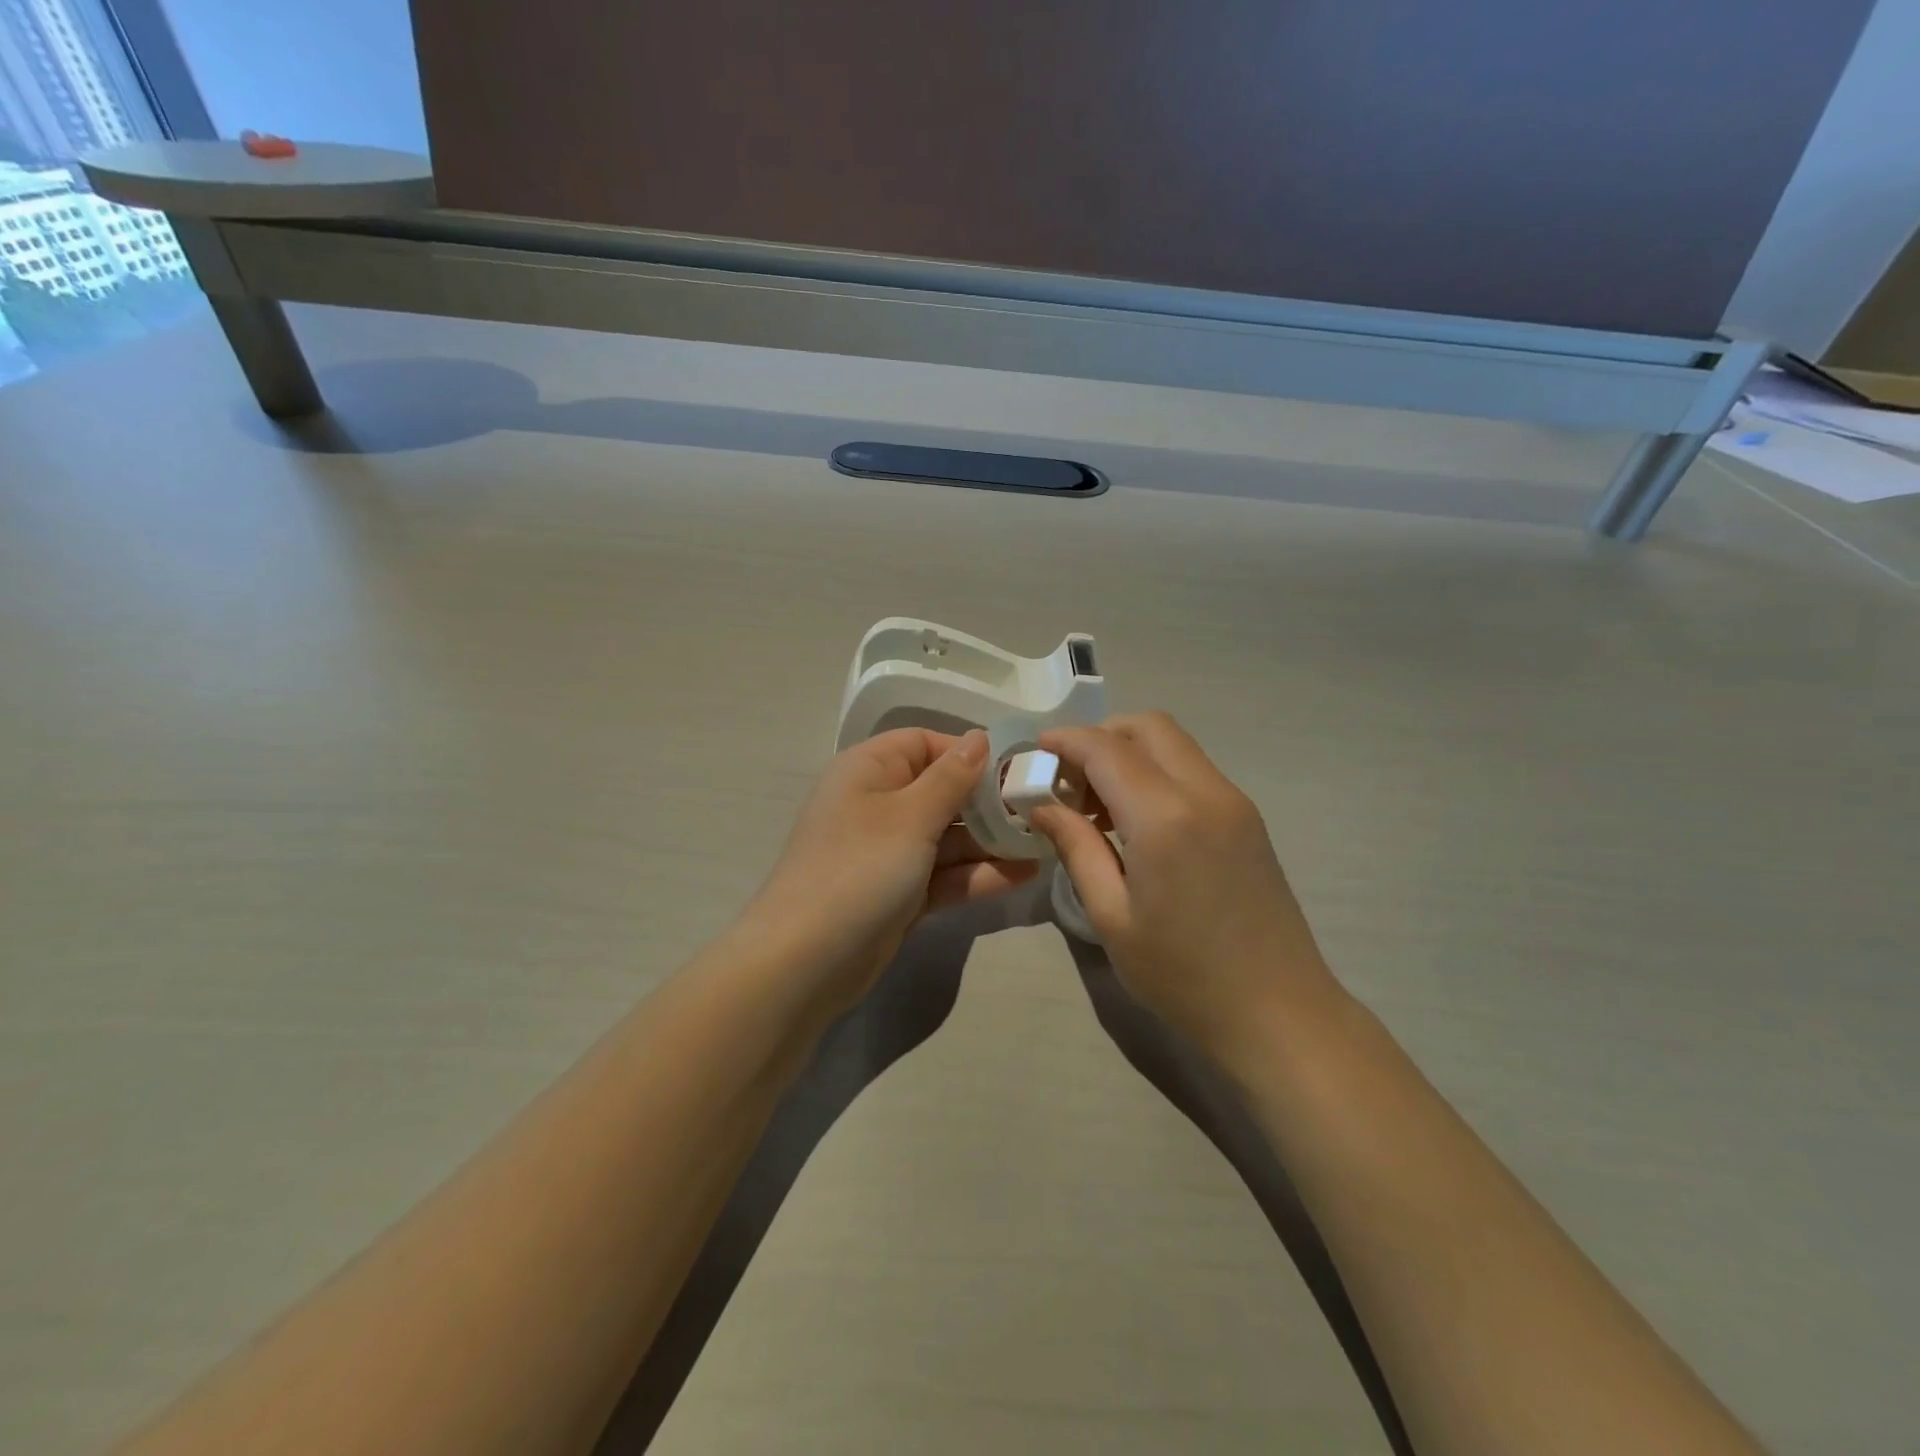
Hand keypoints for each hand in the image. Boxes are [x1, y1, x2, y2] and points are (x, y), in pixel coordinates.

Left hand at [742, 728, 1037, 1016]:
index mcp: (870, 770)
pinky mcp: (899, 894)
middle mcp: (878, 804)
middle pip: (941, 791)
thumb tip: (979, 738)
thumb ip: (952, 778)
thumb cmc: (859, 869)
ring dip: (991, 842)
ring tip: (1044, 844)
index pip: (924, 743)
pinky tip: (1023, 876)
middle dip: (988, 802)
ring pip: (947, 837)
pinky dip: (977, 874)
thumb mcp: (910, 816)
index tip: (1015, 769)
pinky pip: (943, 874)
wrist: (805, 962)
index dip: (968, 752)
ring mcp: (888, 853)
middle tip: (1040, 811)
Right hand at [1028, 713, 1344, 1070]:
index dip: (1065, 740)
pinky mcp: (1248, 819)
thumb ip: (1076, 848)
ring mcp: (1234, 802)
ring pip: (1174, 745)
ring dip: (1130, 754)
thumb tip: (1043, 805)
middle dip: (1101, 736)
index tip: (1034, 752)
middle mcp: (1205, 792)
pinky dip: (1157, 773)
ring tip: (1098, 805)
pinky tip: (1137, 822)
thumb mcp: (1112, 917)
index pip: (1106, 748)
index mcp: (1164, 817)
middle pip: (1148, 727)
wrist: (1279, 1013)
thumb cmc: (1183, 976)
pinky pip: (1193, 771)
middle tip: (1069, 779)